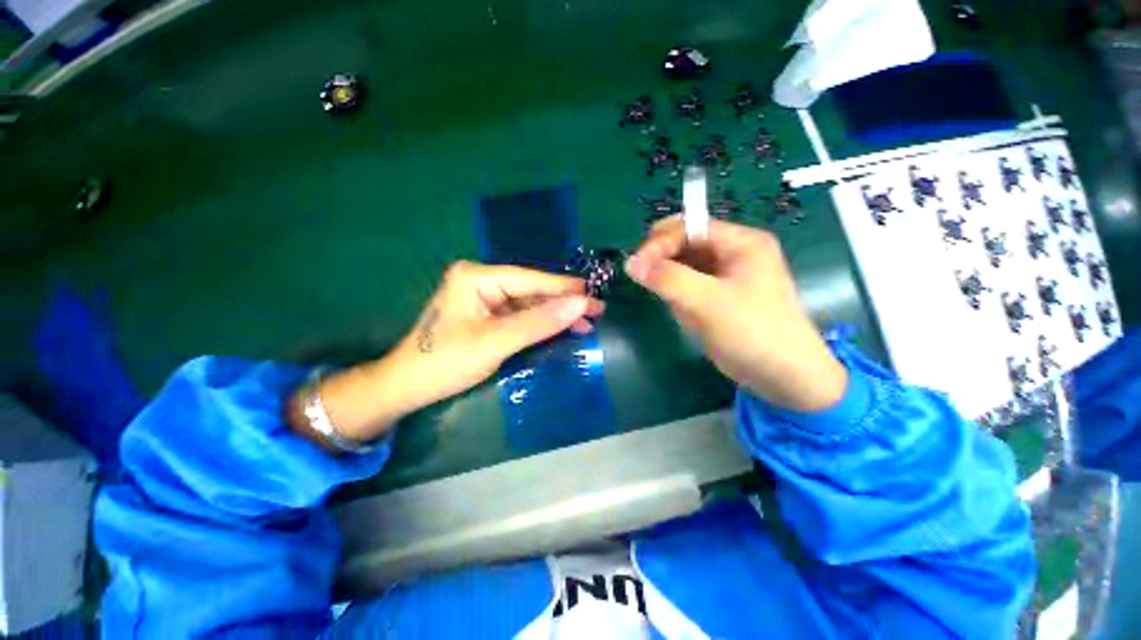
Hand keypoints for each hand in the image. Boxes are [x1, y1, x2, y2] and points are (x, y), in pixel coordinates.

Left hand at [392, 260, 604, 402]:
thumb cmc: (446, 362)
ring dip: (554, 314)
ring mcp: (483, 297)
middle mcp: (481, 280)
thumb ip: (539, 322)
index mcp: (477, 276)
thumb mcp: (497, 342)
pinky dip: (540, 323)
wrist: (407, 387)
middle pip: (531, 290)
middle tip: (596, 311)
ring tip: (585, 322)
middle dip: (562, 303)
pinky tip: (560, 327)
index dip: (564, 289)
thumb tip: (581, 304)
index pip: (530, 279)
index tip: (595, 295)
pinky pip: (519, 315)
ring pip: (528, 303)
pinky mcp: (485, 314)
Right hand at [624, 217, 846, 412]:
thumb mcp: (708, 302)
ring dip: (673, 285)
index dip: (660, 242)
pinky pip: (688, 287)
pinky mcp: (718, 297)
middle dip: (664, 262)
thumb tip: (630, 263)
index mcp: (741, 242)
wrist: (784, 377)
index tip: (634, 266)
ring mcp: (725, 276)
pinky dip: (681, 299)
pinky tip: (689, 317)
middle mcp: (733, 253)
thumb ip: (668, 278)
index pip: (690, 228)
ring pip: (683, 267)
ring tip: (681, 309)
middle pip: (684, 244)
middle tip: (646, 281)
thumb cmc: (753, 332)